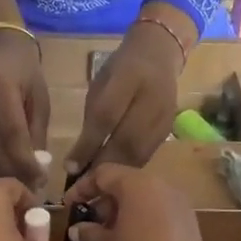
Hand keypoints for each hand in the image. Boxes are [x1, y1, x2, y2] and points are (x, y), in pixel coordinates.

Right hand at [0, 30, 50, 190]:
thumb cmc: (23, 69)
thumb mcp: (38, 95)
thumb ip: (36, 130)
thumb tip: (36, 166)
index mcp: (0, 89)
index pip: (12, 134)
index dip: (25, 162)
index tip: (39, 182)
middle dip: (11, 173)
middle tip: (29, 192)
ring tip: (16, 189)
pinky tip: (0, 177)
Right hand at [63, 164, 220, 240]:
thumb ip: (88, 233)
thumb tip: (80, 228)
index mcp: (140, 186)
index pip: (104, 174)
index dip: (82, 187)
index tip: (68, 205)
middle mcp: (164, 188)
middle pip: (127, 184)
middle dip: (104, 201)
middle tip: (87, 223)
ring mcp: (182, 208)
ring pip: (145, 200)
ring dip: (123, 213)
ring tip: (105, 237)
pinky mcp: (192, 229)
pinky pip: (160, 215)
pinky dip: (141, 223)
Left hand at [67, 15, 185, 174]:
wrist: (159, 53)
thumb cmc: (121, 69)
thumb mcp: (100, 84)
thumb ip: (92, 118)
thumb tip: (77, 159)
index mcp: (128, 77)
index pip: (105, 117)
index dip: (87, 145)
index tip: (70, 168)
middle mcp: (150, 96)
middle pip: (126, 141)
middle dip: (102, 166)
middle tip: (83, 187)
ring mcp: (164, 115)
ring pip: (139, 152)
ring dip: (117, 172)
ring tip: (98, 187)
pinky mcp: (170, 128)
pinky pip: (148, 154)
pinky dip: (130, 168)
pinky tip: (117, 176)